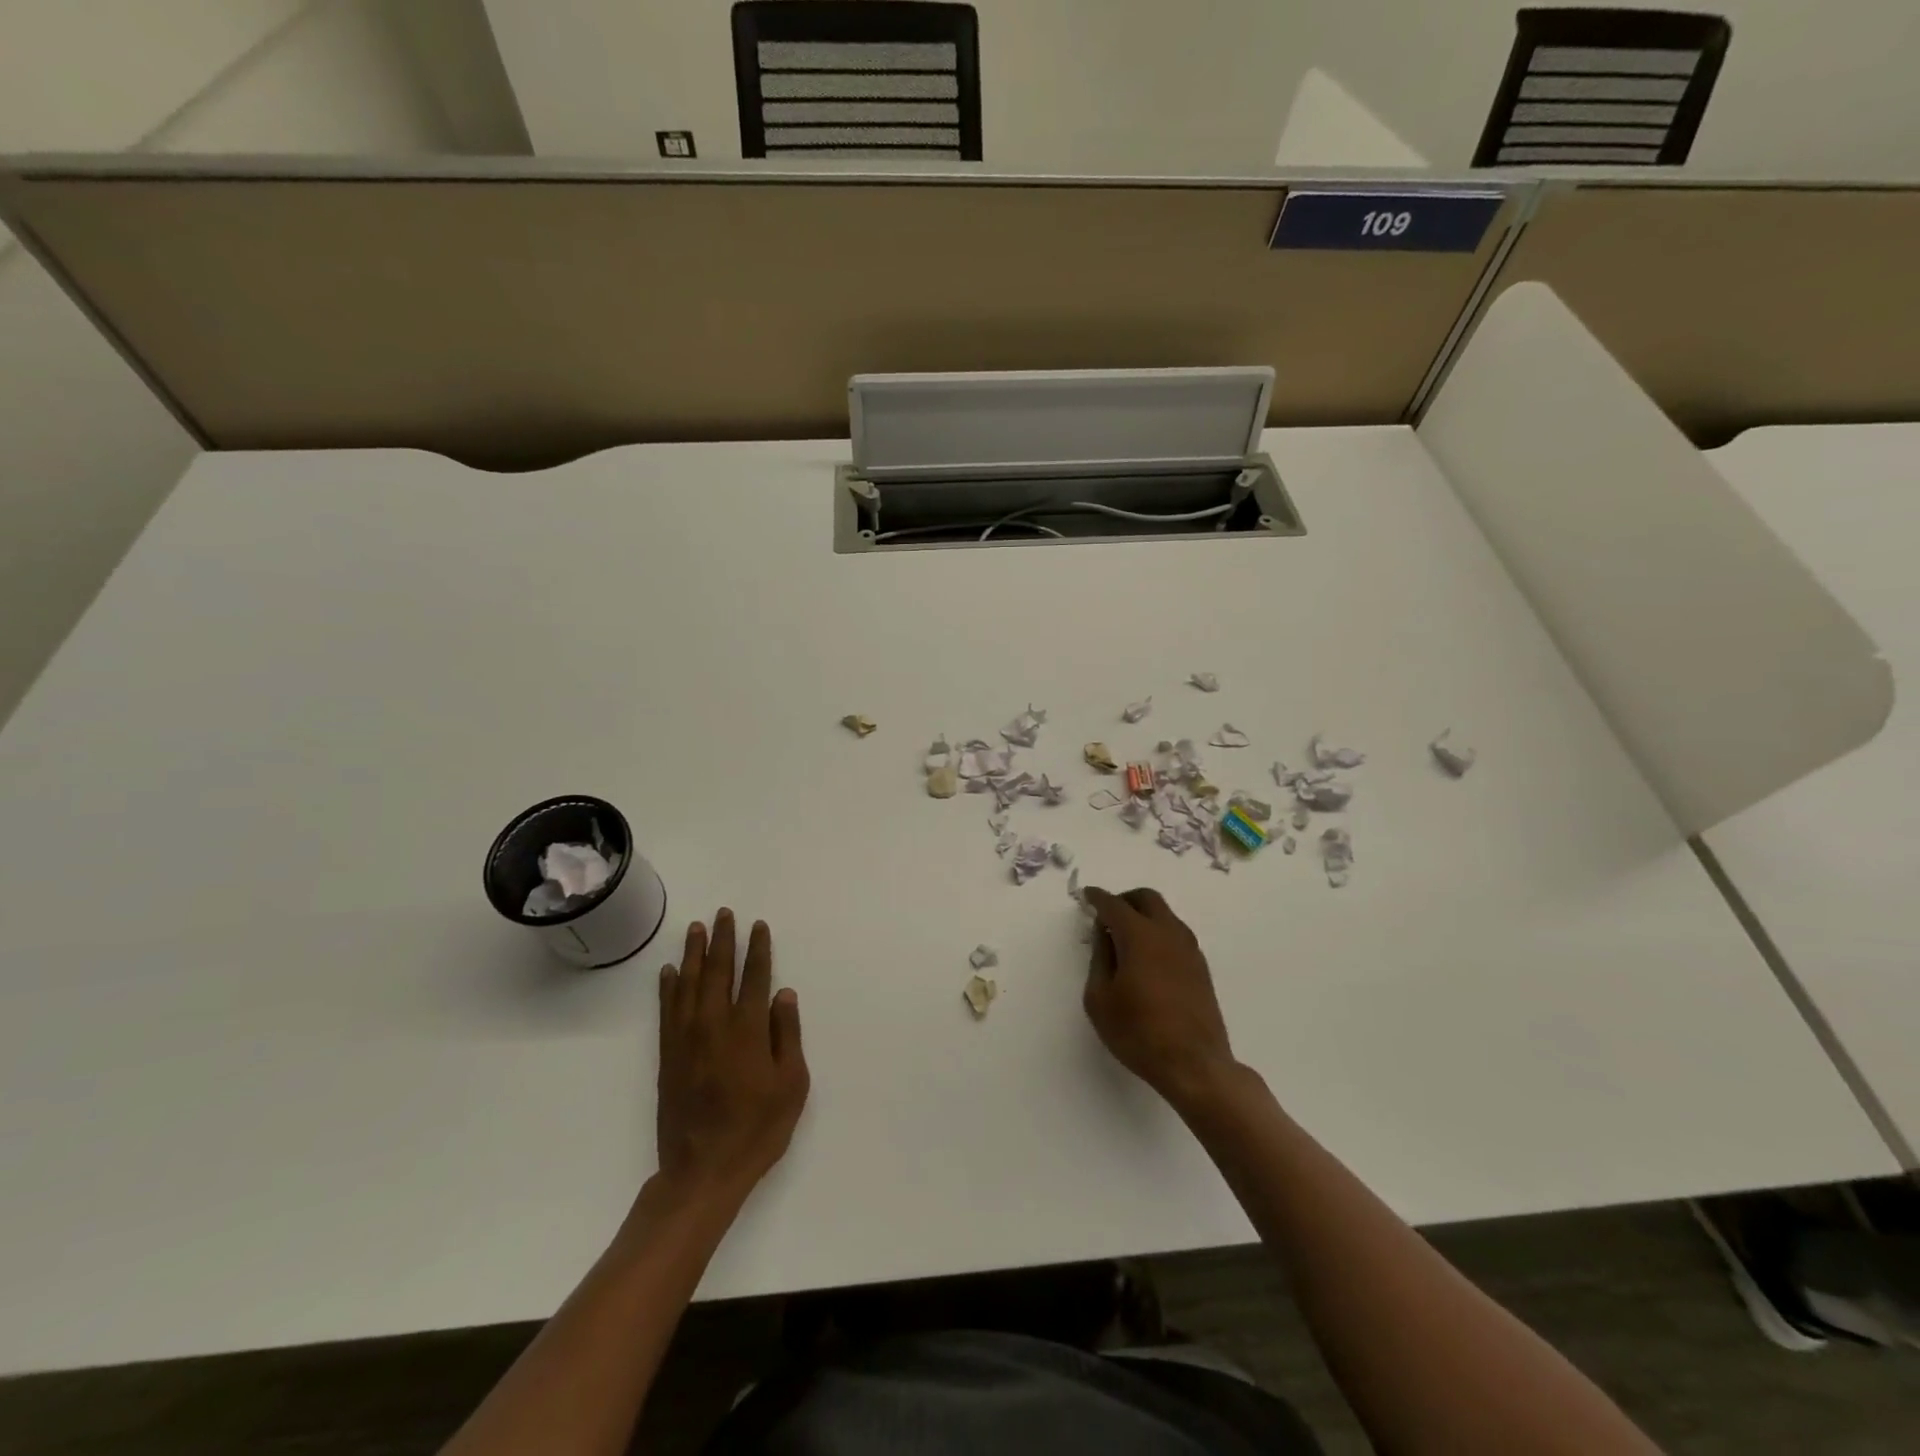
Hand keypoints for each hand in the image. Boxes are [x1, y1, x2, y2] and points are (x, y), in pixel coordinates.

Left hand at [655, 909, 808, 1202]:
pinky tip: (669, 971)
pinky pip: (667, 1010)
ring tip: (696, 928)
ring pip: (689, 984)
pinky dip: (668, 987)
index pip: (755, 977)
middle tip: (724, 914)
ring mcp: (687, 1039)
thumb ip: (787, 1035)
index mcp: (748, 1030)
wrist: (703, 1170)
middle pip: (718, 971)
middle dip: (723, 940)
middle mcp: (714, 1024)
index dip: (758, 949)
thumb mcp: (791, 1084)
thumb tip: (783, 994)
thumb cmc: (758, 1128)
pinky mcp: (668, 1055)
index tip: (758, 926)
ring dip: (693, 953)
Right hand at [1083, 887, 1237, 1109]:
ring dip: (1144, 915)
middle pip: (1146, 898)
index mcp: (1139, 935)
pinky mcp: (1200, 967)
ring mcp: (1189, 949)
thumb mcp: (1100, 999)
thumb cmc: (1139, 1033)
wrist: (1195, 1065)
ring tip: (1125, 938)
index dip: (1097, 897)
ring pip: (1165, 914)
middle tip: (1106, 915)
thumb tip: (1103, 934)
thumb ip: (1099, 958)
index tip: (1086, 895)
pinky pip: (1175, 934)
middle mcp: (1167, 933)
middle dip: (1124, 899)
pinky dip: (1158, 932)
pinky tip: (1147, 957)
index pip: (1114, 905)